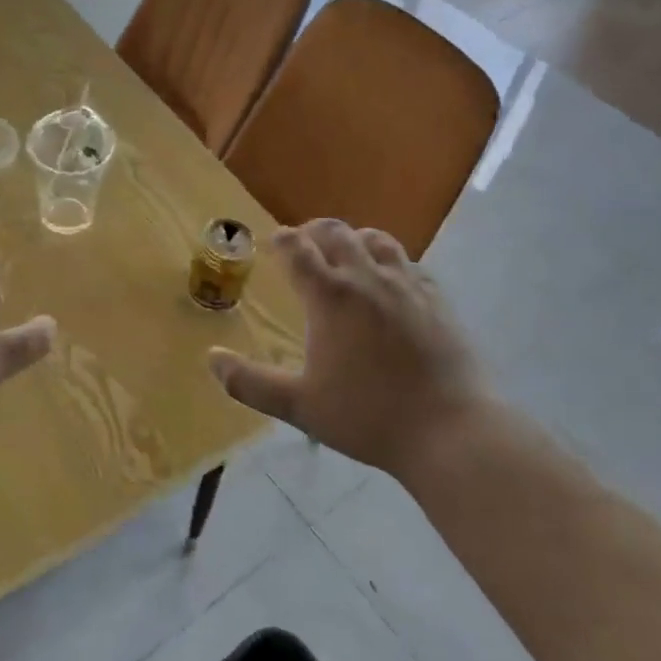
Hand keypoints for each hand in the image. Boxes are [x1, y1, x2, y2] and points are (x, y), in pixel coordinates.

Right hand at [207, 219, 492, 476]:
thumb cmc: (367, 416)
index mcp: (331, 296)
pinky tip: (390, 279)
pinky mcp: (437, 298)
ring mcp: (407, 285)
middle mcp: (367, 278)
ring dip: (354, 239)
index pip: (298, 250)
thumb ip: (250, 382)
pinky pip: (408, 263)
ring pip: (376, 240)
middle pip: (337, 233)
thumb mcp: (300, 406)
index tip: (273, 239)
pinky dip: (389, 260)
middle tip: (304, 241)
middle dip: (314, 231)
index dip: (282, 239)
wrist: (449, 430)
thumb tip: (212, 359)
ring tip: (346, 252)